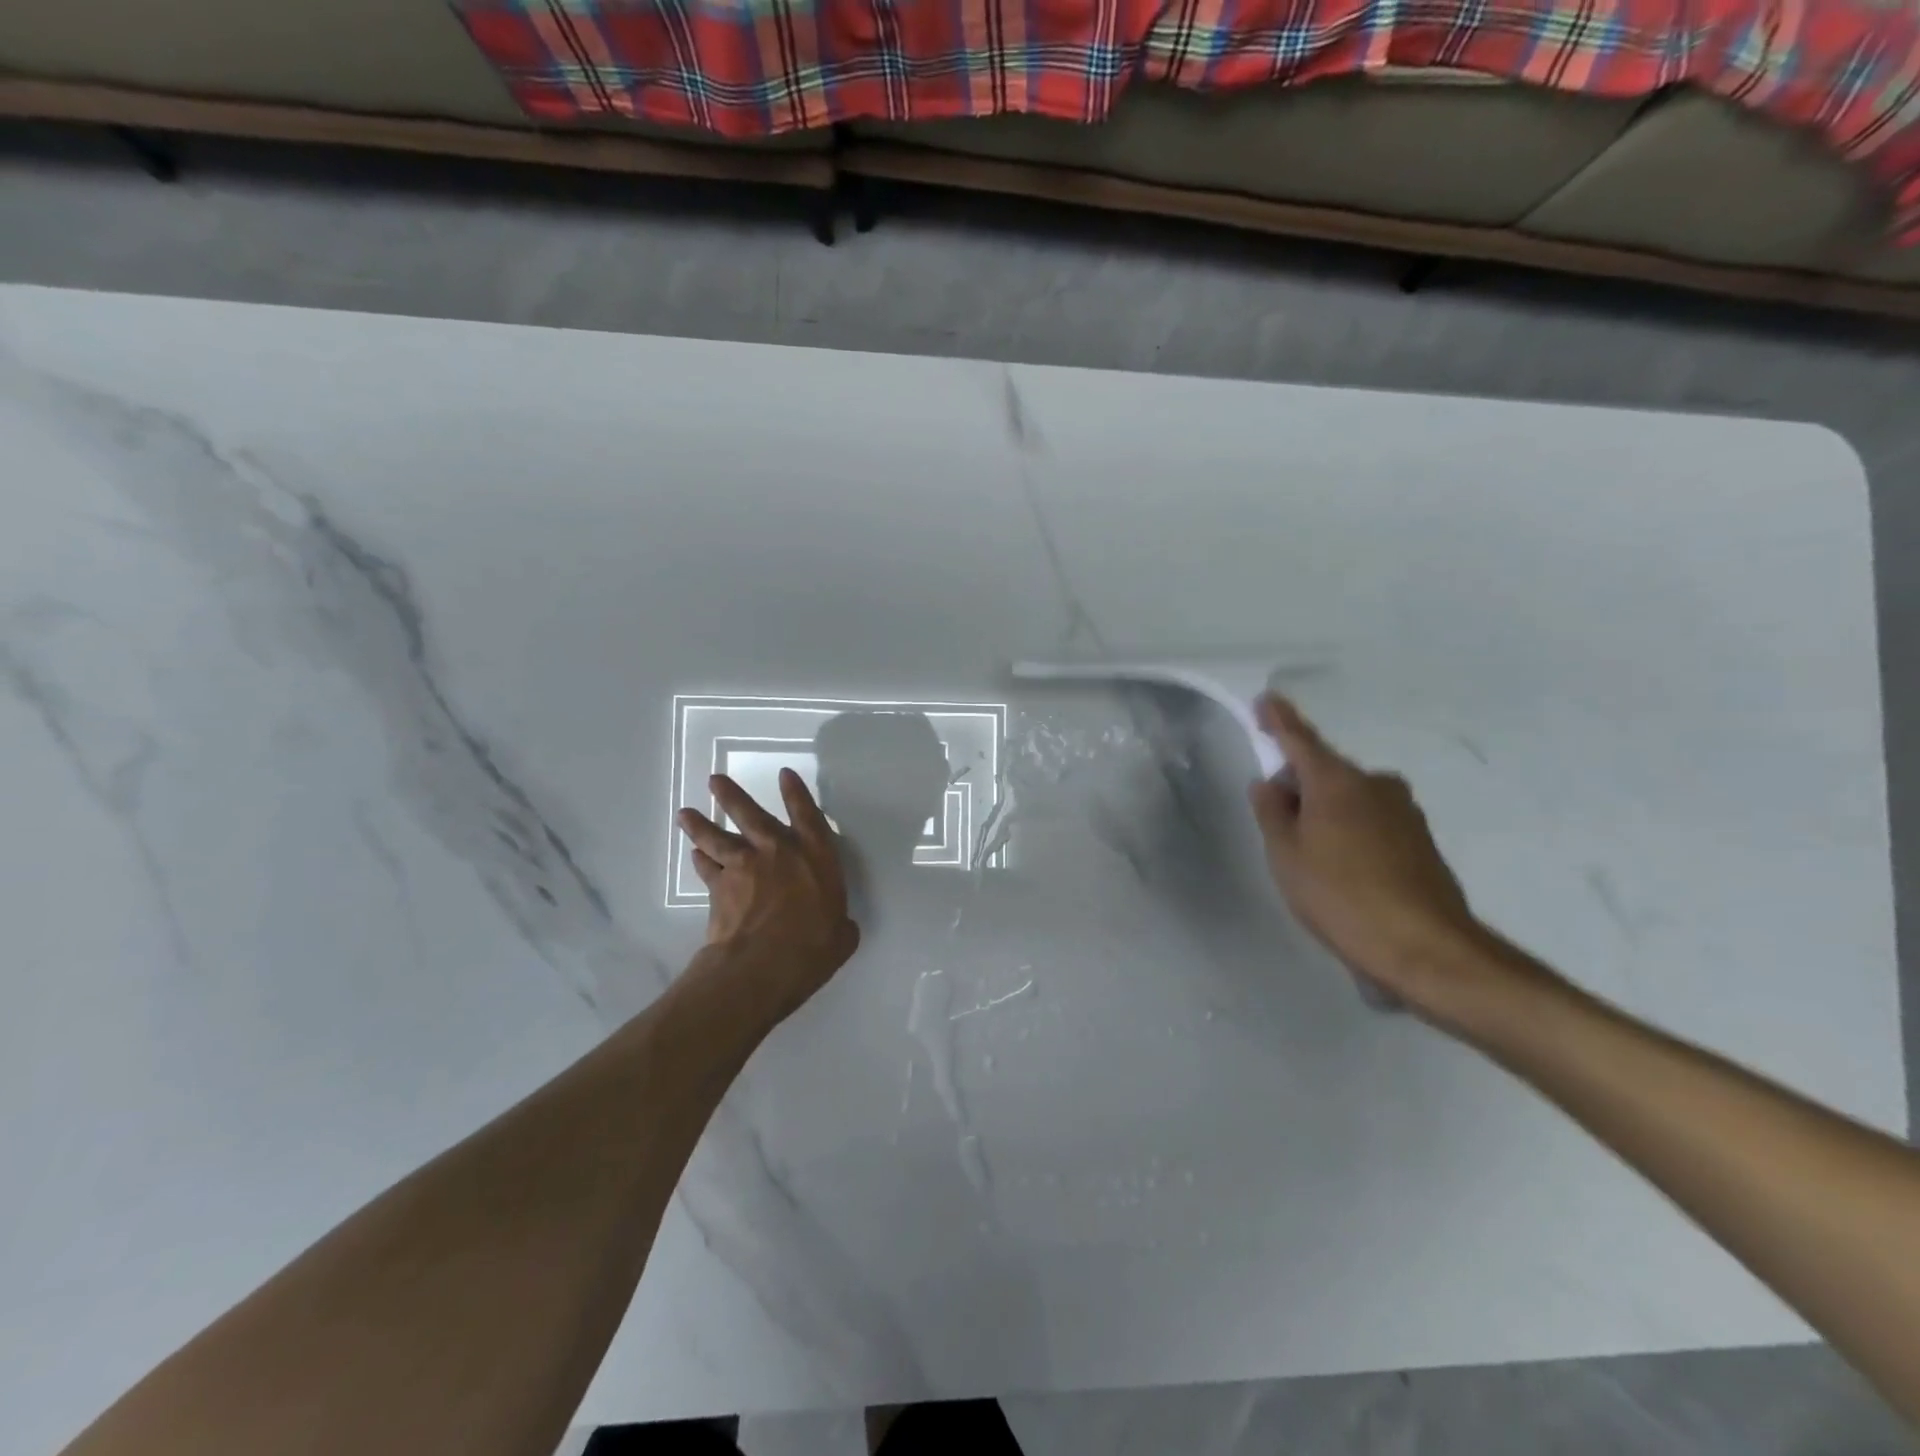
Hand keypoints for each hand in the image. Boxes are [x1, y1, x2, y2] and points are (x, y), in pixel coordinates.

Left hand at [677, 770, 860, 1021]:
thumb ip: (841, 923)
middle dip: (732, 795)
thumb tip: (840, 927)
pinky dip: (700, 861)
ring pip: (717, 837)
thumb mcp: (842, 937)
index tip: (784, 773)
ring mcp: (744, 867)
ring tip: (686, 813)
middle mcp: (778, 852)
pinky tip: (694, 855)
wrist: (761, 967)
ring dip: (700, 824)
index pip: (807, 815)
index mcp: (816, 857)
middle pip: (750, 814)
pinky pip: (707, 868)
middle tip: (714, 781)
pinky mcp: (719, 888)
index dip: (796, 793)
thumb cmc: (812, 948)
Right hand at [1248, 695, 1482, 1008]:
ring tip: (1311, 858)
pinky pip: (1372, 823)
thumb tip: (1270, 784)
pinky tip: (1344, 874)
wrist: (1425, 949)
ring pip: (1350, 800)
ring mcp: (1405, 813)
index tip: (1267, 700)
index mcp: (1338, 782)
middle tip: (1277, 822)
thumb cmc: (1340, 896)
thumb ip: (1272, 813)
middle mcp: (1376, 786)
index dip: (1280, 721)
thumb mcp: (1286, 855)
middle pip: (1326, 774)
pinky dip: (1351, 834)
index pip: (1300, 741)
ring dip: (1326, 814)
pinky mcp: (1421, 841)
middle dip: (1299, 787)